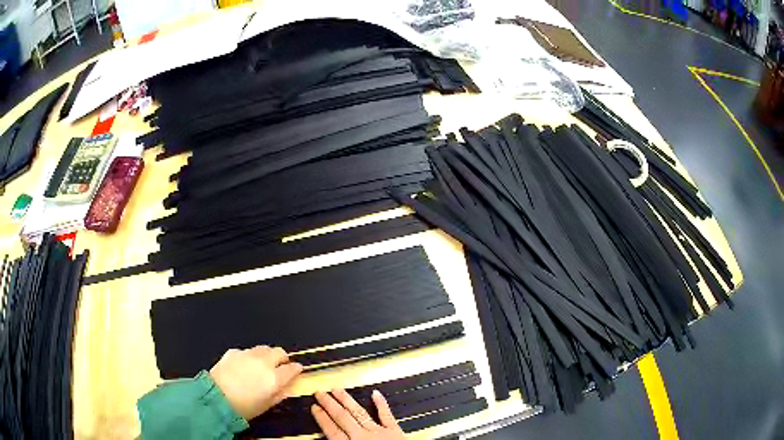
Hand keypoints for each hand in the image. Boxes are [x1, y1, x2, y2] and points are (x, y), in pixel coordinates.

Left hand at [209, 346, 302, 419]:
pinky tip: (244, 367)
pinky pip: (247, 351)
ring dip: (267, 355)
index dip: (296, 369)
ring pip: (263, 348)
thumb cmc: (244, 407)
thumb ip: (280, 394)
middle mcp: (263, 362)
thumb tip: (287, 387)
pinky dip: (250, 357)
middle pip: (279, 351)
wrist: (216, 397)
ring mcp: (247, 355)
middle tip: (280, 366)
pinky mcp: (234, 352)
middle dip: (282, 358)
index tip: (296, 371)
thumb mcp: (267, 405)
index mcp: (274, 378)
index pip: (292, 368)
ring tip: (262, 365)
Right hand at [312, 389, 405, 439]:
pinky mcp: (395, 431)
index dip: (322, 418)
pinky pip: (386, 415)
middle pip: (342, 418)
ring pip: (359, 413)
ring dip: (347, 401)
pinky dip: (381, 404)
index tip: (314, 407)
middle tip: (320, 393)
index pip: (332, 430)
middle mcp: (363, 437)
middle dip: (330, 404)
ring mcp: (379, 432)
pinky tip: (375, 393)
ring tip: (338, 390)